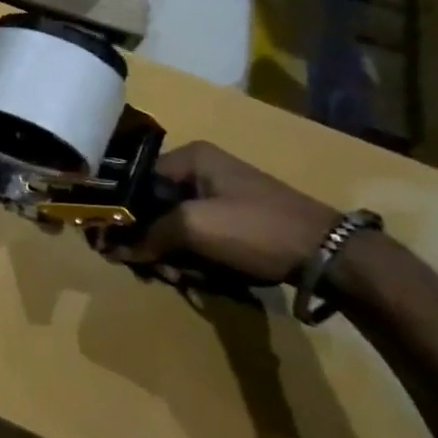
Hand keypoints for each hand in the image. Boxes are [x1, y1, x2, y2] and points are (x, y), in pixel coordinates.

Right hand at [101, 141, 337, 283]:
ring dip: (170, 256)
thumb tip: (111, 250)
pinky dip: (192, 260)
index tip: (107, 244)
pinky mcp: (234, 223)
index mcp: (190, 158)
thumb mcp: (193, 228)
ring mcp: (219, 197)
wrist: (329, 255)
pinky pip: (195, 239)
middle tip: (153, 269)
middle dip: (148, 242)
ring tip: (181, 278)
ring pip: (171, 228)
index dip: (118, 214)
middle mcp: (200, 172)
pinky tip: (200, 278)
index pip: (134, 182)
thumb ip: (147, 235)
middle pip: (151, 208)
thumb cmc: (255, 229)